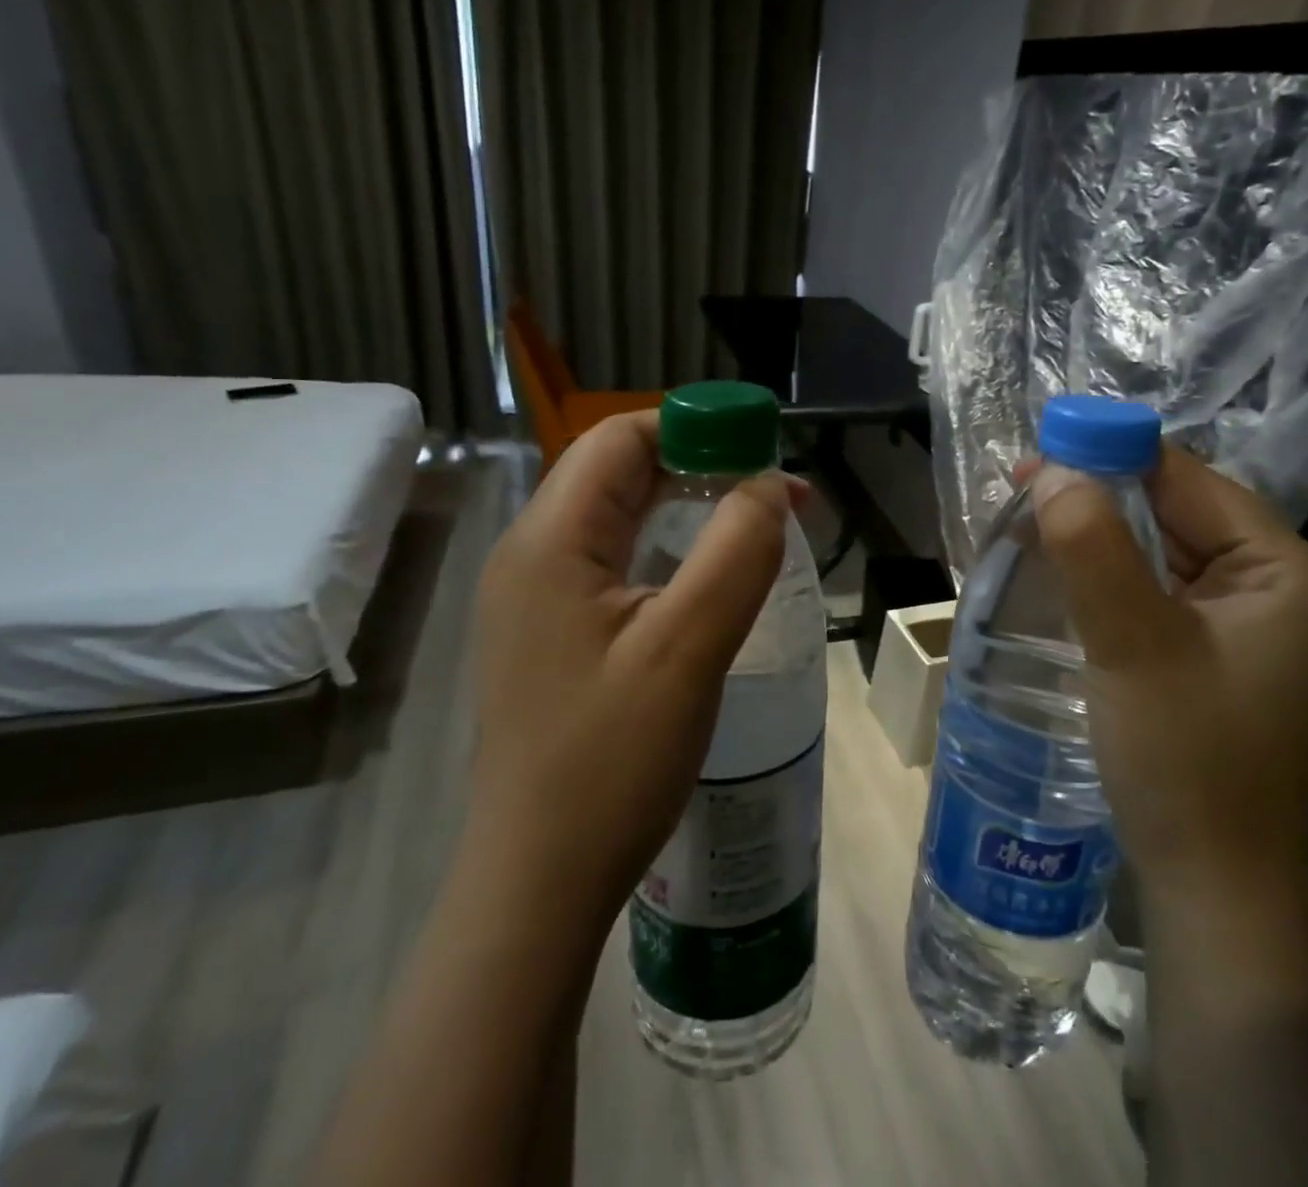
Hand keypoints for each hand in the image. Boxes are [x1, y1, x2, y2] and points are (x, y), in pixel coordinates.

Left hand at [469, 411, 798, 932]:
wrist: (540, 881)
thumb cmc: (611, 763)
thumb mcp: (687, 649)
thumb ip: (735, 553)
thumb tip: (768, 486)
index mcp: (550, 541)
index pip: (620, 438)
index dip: (695, 427)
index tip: (764, 450)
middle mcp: (531, 554)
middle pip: (618, 471)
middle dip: (700, 465)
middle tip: (775, 493)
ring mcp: (535, 597)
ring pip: (618, 516)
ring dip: (687, 506)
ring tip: (755, 523)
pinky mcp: (551, 632)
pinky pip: (613, 561)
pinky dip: (667, 547)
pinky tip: (707, 574)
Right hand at [1033, 445, 1307, 919]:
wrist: (1211, 884)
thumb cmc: (1184, 759)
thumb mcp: (1131, 644)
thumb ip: (1092, 548)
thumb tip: (1052, 470)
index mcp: (1289, 571)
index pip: (1191, 482)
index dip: (1113, 457)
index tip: (1038, 454)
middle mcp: (1284, 586)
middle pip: (1179, 512)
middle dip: (1101, 498)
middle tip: (1023, 491)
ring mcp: (1255, 621)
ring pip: (1165, 550)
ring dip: (1101, 536)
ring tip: (1032, 523)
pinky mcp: (1223, 650)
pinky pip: (1163, 588)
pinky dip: (1114, 574)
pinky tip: (1066, 571)